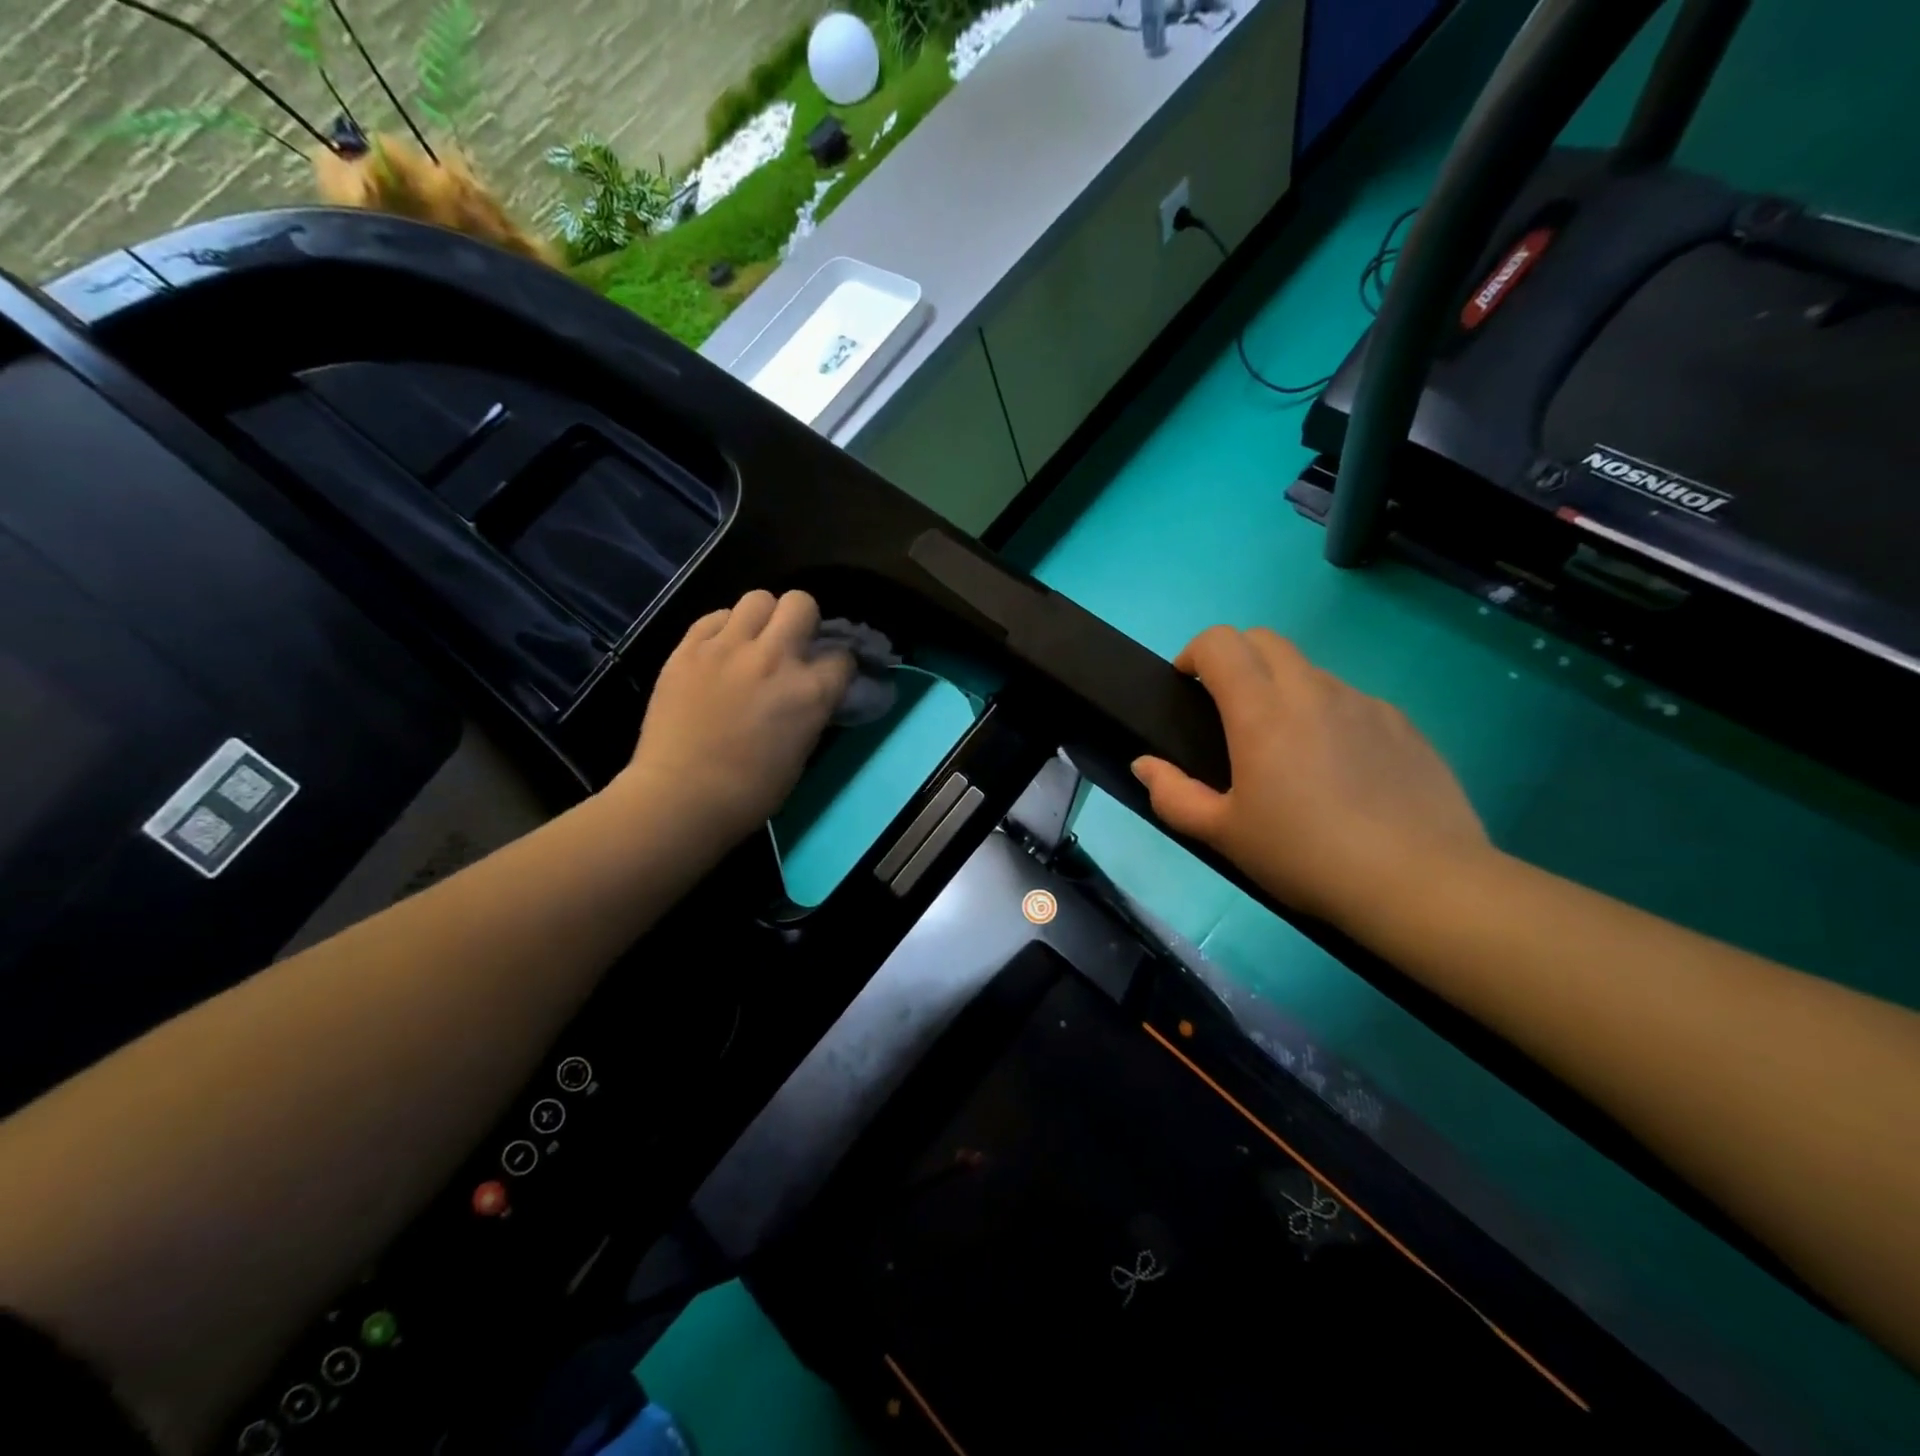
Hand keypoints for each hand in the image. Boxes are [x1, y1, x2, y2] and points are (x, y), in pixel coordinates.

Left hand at [619, 590, 853, 842]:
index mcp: (810, 691)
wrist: (680, 798)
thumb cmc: (749, 792)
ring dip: (762, 618)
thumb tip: (812, 694)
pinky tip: (719, 651)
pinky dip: (723, 629)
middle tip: (791, 644)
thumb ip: (811, 711)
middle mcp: (774, 658)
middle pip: (801, 603)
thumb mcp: (801, 751)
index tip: (828, 675)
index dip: (837, 665)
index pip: (842, 656)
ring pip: (757, 598)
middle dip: (803, 620)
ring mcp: (727, 648)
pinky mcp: (688, 649)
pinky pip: (714, 617)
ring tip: (752, 642)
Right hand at [1131, 627, 1491, 931]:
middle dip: (1235, 658)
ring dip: (1282, 688)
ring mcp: (1363, 702)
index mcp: (1262, 711)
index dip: (1194, 653)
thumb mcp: (1223, 835)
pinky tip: (1337, 770)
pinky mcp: (1402, 723)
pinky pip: (1350, 701)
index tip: (1186, 687)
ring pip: (1309, 670)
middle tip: (1227, 710)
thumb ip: (1173, 795)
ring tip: (1285, 749)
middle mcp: (1312, 691)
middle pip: (1265, 640)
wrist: (1418, 882)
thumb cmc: (1304, 856)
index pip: (1221, 643)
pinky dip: (1327, 714)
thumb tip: (1145, 765)